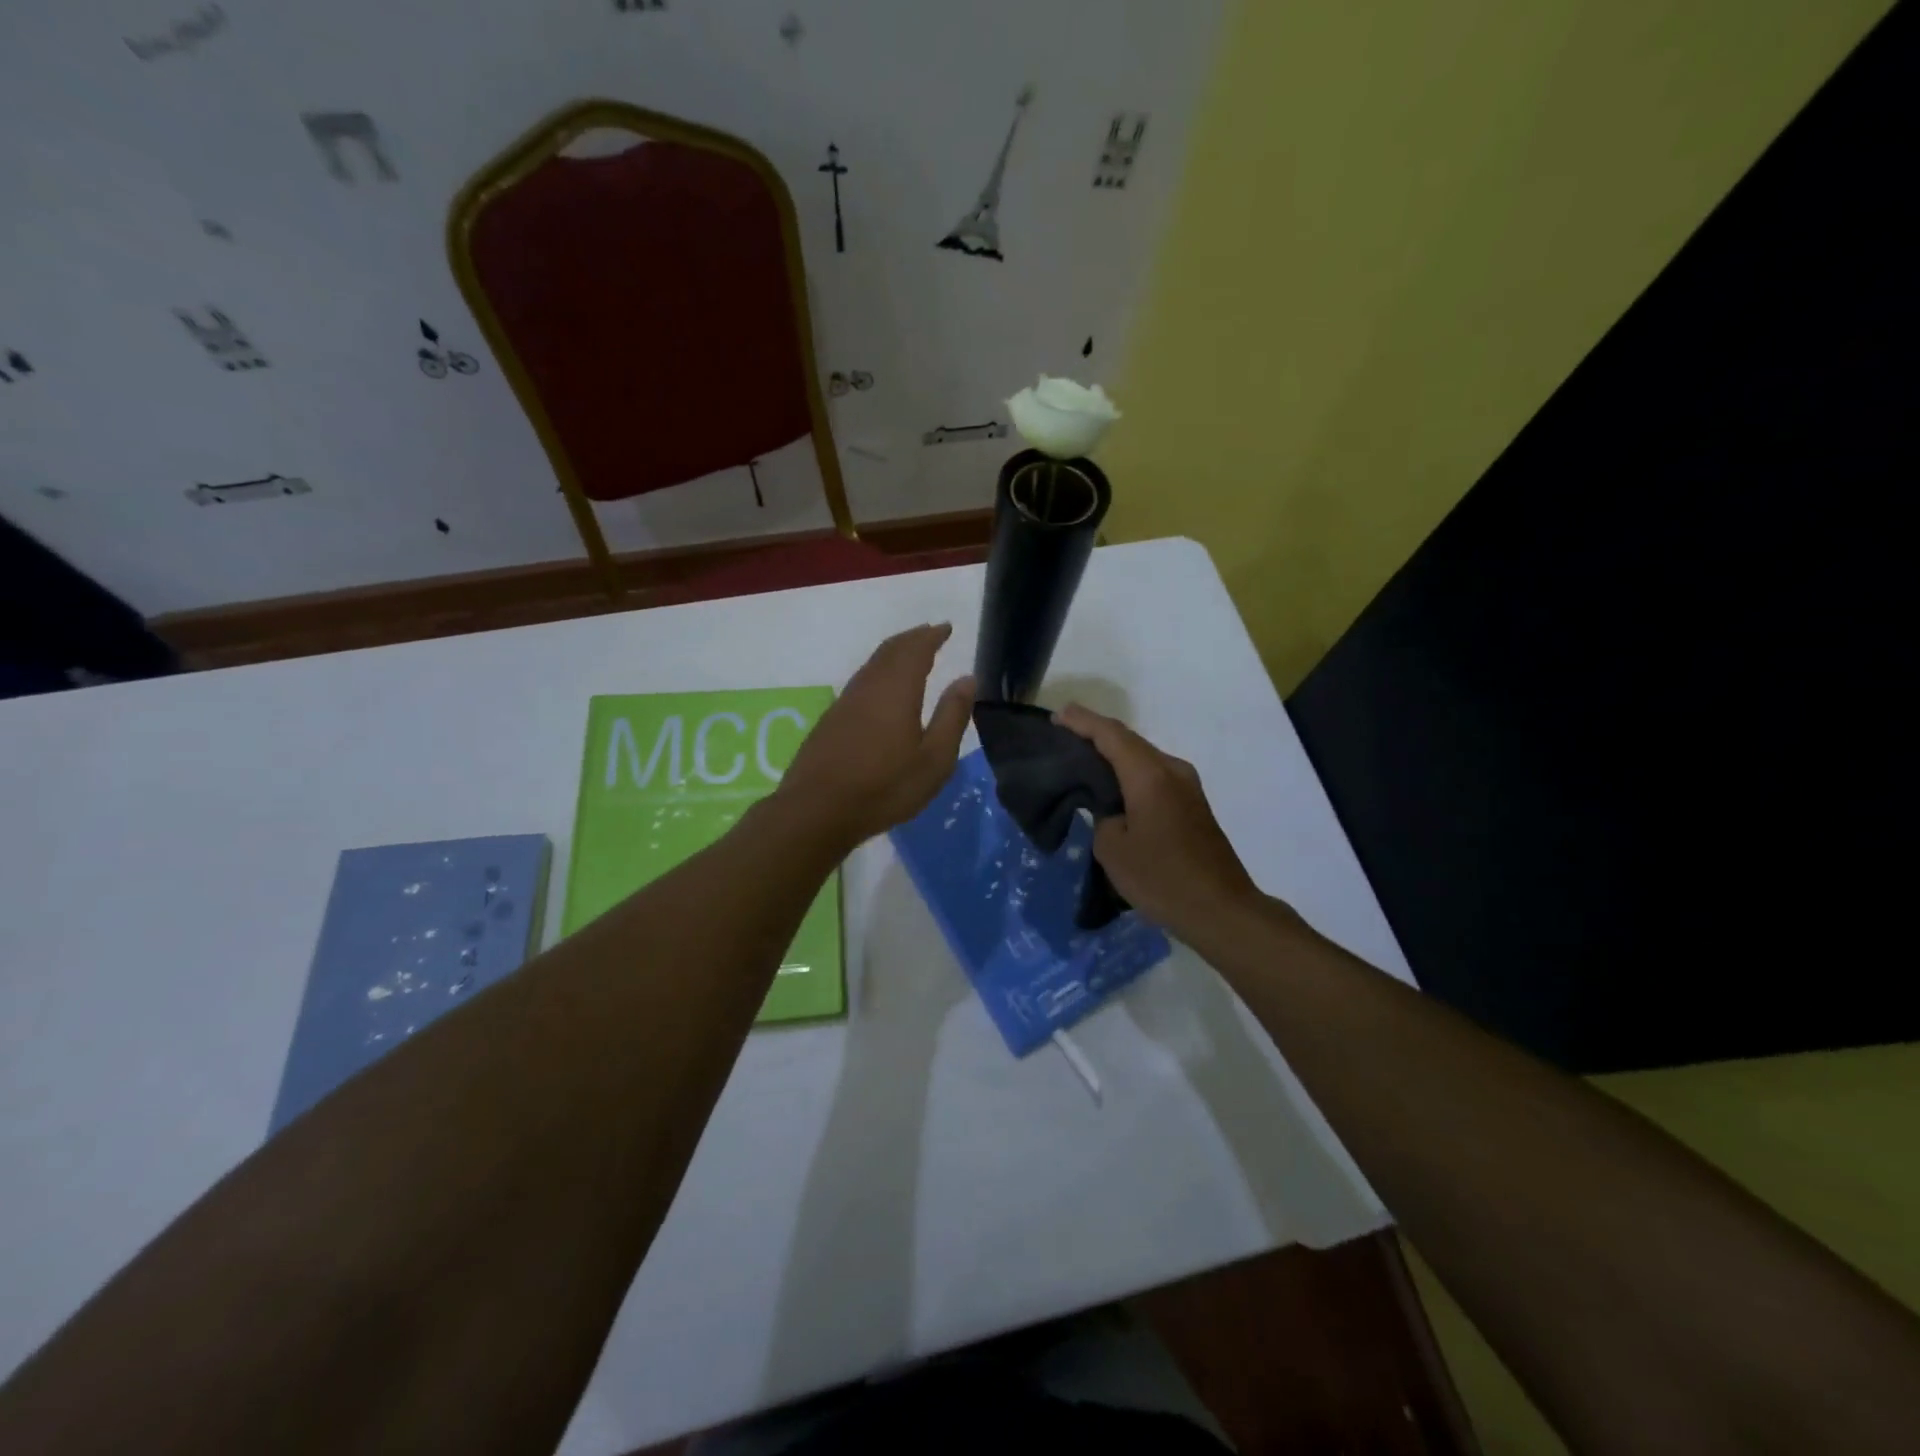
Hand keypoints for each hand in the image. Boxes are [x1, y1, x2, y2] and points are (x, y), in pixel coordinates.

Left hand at [777, 624, 974, 851]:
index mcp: (896, 690)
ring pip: (872, 665)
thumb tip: (967, 679)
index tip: (946, 627)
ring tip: (910, 655)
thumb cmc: (884, 787)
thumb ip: (952, 716)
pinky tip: (882, 690)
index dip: (932, 636)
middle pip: (890, 651)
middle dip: (912, 639)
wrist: (817, 810)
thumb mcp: (934, 759)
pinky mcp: (831, 721)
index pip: (916, 649)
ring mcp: (845, 702)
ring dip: (893, 654)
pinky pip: (861, 682)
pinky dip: (878, 672)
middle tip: (930, 634)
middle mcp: (868, 686)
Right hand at [1056, 703, 1269, 942]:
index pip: (1110, 735)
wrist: (1221, 909)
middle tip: (1063, 733)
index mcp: (1149, 775)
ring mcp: (1187, 787)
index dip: (1082, 721)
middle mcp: (1172, 770)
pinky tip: (1113, 786)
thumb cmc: (1162, 878)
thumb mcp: (1113, 849)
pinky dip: (1130, 772)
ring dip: (1114, 754)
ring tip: (1083, 758)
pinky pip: (1154, 776)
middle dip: (1096, 734)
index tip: (1056, 715)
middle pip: (1129, 741)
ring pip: (1143, 758)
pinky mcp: (1193, 805)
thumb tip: (1111, 811)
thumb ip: (1102, 818)